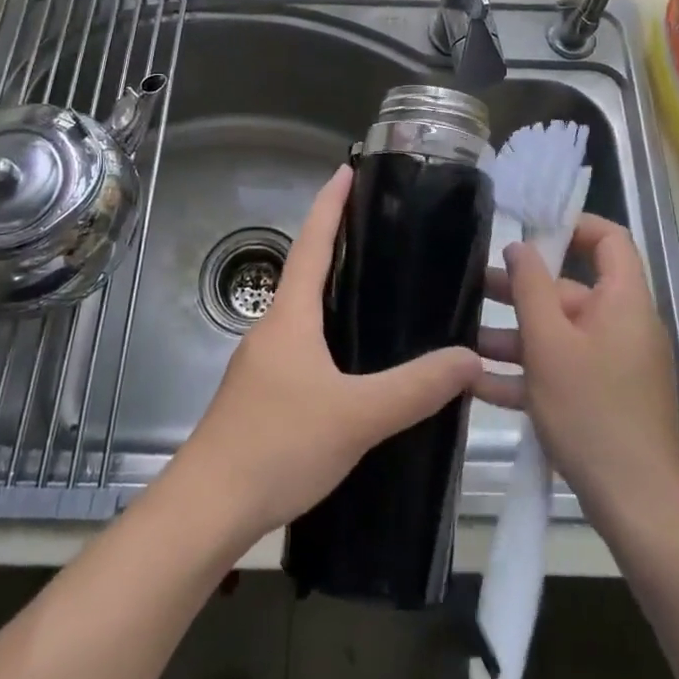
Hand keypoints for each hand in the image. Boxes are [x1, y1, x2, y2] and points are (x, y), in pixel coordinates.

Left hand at [174, 165, 481, 540]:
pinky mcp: (263, 393)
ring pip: (304, 311)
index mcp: (290, 316)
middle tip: (380, 227)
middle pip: (306, 271)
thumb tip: (470, 357)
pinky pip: (302, 344)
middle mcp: (272, 328)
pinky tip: (355, 359)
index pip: (313, 243)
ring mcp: (263, 362)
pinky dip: (329, 331)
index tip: (347, 169)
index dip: (330, 204)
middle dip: (337, 242)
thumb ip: (416, 388)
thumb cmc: (278, 445)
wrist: (207, 508)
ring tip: (378, 287)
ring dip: (333, 290)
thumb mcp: (357, 416)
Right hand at [475, 215, 678, 524]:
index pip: (609, 239)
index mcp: (622, 302)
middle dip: (521, 290)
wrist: (638, 507)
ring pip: (559, 335)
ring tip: (464, 338)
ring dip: (513, 336)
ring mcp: (613, 365)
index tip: (527, 232)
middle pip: (571, 290)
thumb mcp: (549, 344)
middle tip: (474, 287)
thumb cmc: (592, 412)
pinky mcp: (602, 399)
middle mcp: (622, 326)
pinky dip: (526, 373)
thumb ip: (530, 288)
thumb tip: (520, 246)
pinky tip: (477, 383)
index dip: (572, 226)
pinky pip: (561, 371)